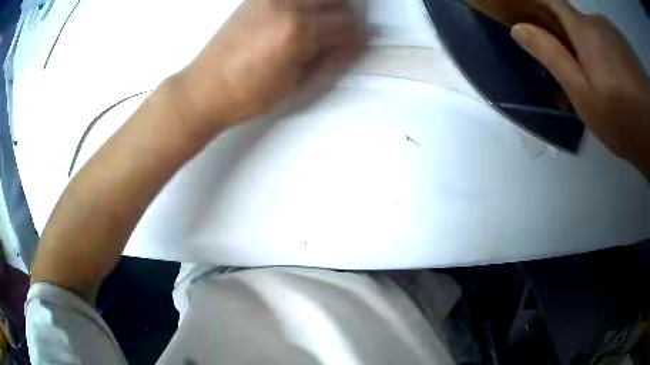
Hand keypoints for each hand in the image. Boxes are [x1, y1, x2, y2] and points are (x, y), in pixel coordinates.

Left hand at [173, 0, 363, 127]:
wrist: (205, 88)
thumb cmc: (250, 95)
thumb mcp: (295, 83)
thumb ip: (325, 57)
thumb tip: (346, 43)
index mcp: (300, 32)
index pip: (347, 25)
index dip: (358, 35)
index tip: (358, 42)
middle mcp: (289, 7)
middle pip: (337, 1)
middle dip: (347, 15)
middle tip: (344, 29)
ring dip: (328, 4)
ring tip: (324, 19)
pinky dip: (303, 3)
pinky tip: (302, 12)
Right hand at [511, 0, 649, 171]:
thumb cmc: (622, 119)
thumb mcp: (583, 95)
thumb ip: (553, 57)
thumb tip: (519, 29)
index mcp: (584, 30)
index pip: (552, 2)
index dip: (538, 5)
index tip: (532, 20)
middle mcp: (598, 22)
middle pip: (577, 21)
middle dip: (572, 38)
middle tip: (578, 73)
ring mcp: (615, 34)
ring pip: (596, 32)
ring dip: (593, 48)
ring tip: (604, 83)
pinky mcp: (627, 48)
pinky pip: (611, 42)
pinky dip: (608, 54)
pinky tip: (619, 81)